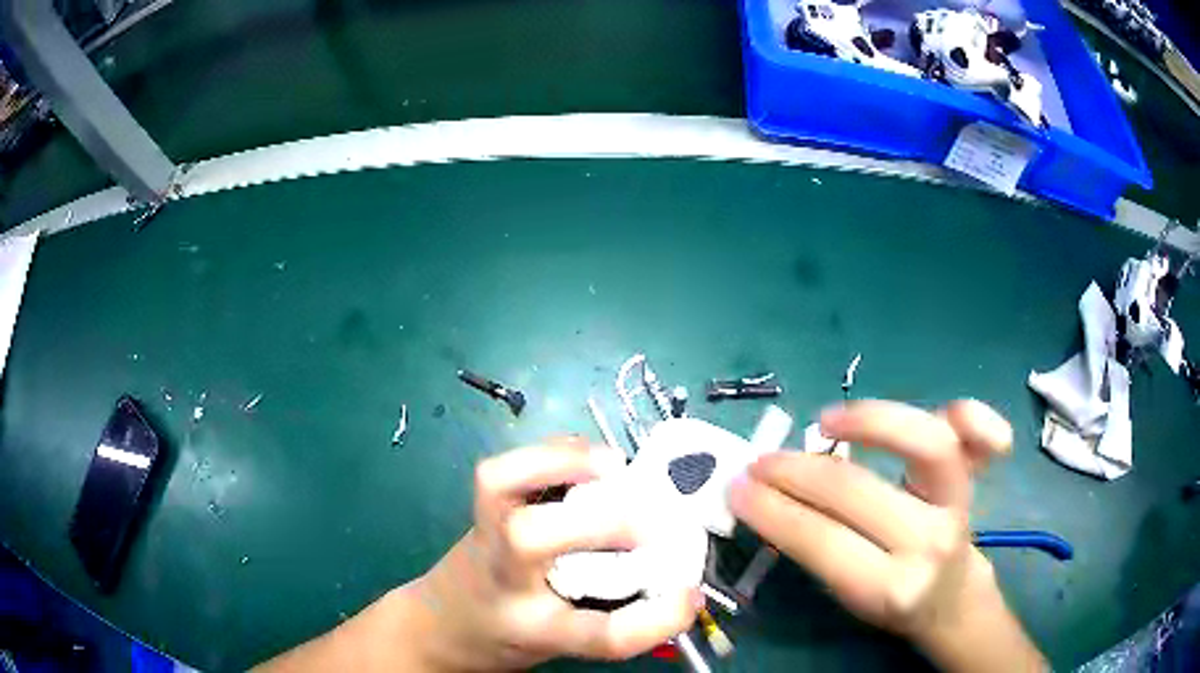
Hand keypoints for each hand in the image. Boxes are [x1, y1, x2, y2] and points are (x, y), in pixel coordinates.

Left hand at [408, 438, 699, 670]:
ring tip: (614, 465)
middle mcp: (502, 579)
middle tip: (655, 522)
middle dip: (601, 522)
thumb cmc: (510, 635)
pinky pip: (507, 468)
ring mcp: (483, 536)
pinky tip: (588, 458)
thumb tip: (673, 581)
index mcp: (533, 628)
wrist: (442, 622)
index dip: (652, 619)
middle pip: (530, 541)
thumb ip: (612, 615)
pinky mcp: (479, 509)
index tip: (689, 597)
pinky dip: (552, 452)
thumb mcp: (561, 642)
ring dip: (559, 462)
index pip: (595, 634)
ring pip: (497, 485)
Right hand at [730, 400, 1044, 671]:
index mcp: (889, 588)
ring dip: (870, 421)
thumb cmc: (895, 601)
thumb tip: (768, 498)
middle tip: (761, 461)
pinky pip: (978, 438)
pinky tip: (946, 409)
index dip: (773, 510)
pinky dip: (971, 414)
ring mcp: (958, 505)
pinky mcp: (975, 480)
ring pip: (925, 444)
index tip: (738, 489)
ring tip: (828, 421)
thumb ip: (819, 552)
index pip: (823, 540)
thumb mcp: (851, 598)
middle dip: (796, 471)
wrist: (953, 599)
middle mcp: (929, 544)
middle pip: (857, 491)